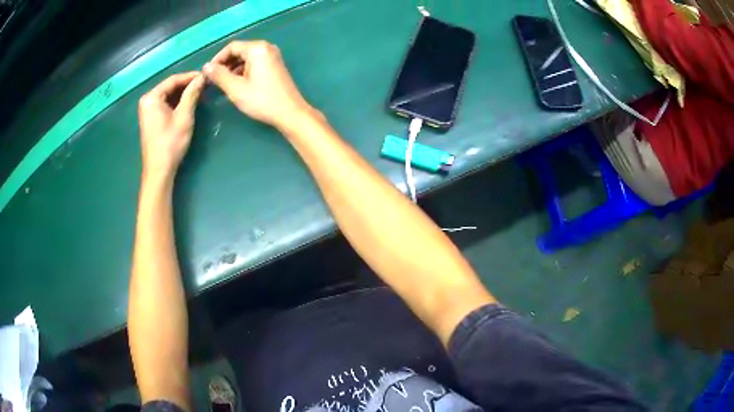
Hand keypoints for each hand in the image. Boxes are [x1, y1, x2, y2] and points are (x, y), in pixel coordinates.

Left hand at [138, 72, 204, 179]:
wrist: (159, 170)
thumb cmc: (171, 143)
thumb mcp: (184, 116)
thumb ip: (192, 94)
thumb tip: (202, 77)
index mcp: (152, 97)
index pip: (174, 79)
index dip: (191, 77)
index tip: (206, 76)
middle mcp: (147, 100)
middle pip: (170, 86)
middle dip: (187, 85)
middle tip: (204, 86)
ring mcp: (147, 110)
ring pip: (168, 95)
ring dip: (182, 94)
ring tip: (199, 94)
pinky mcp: (150, 118)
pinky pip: (164, 104)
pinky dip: (176, 103)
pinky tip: (187, 104)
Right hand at [204, 41, 315, 129]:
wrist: (290, 112)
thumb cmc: (262, 100)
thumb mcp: (236, 88)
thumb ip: (219, 75)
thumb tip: (206, 67)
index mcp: (257, 49)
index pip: (231, 47)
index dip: (217, 59)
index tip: (208, 73)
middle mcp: (266, 47)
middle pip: (239, 51)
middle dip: (225, 64)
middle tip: (214, 80)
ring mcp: (273, 56)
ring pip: (246, 58)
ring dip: (233, 68)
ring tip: (224, 84)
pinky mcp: (275, 65)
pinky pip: (254, 63)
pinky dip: (243, 71)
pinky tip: (237, 84)